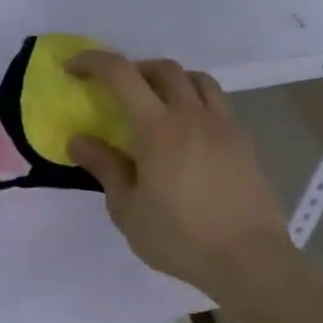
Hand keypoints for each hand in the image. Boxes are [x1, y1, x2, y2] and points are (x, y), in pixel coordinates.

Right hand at [66, 52, 293, 301]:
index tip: (73, 68)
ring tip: (158, 105)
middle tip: (118, 92)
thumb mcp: (128, 209)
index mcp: (159, 128)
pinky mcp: (244, 143)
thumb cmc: (180, 238)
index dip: (93, 62)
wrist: (249, 260)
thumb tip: (78, 140)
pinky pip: (218, 105)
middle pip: (164, 69)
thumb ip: (104, 167)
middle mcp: (193, 115)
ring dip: (172, 80)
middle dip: (135, 70)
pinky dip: (197, 103)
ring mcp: (224, 126)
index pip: (121, 74)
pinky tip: (189, 135)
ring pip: (198, 80)